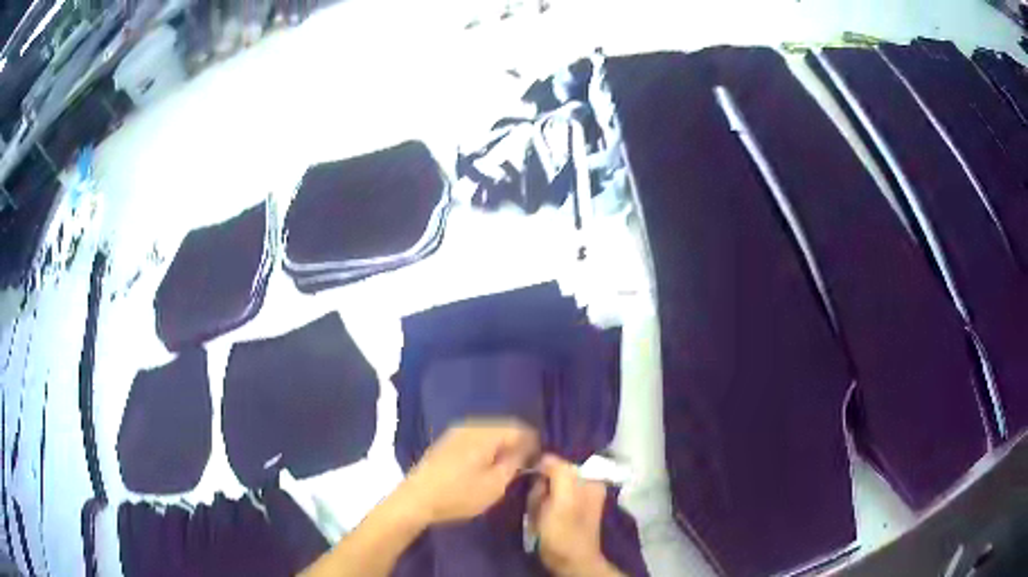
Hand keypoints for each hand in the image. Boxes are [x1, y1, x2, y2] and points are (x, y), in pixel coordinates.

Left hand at [398, 419, 538, 525]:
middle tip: (525, 463)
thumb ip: (514, 463)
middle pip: (503, 426)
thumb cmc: (459, 494)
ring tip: (507, 465)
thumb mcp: (495, 485)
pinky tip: (486, 464)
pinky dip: (486, 446)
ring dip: (501, 444)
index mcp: (485, 434)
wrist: (416, 499)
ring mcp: (456, 432)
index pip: (518, 428)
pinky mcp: (446, 441)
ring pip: (488, 431)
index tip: (538, 459)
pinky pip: (475, 437)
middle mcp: (471, 425)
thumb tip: (526, 450)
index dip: (533, 442)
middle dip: (517, 441)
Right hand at [528, 455, 623, 576]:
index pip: (558, 461)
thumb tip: (544, 456)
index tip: (533, 484)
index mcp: (590, 479)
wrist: (569, 561)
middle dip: (540, 489)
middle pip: (550, 475)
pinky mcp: (563, 511)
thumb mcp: (563, 499)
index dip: (541, 471)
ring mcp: (573, 498)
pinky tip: (540, 519)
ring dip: (537, 500)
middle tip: (539, 504)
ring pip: (544, 489)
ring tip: (539, 514)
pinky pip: (544, 501)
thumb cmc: (565, 531)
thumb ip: (558, 472)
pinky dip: (538, 508)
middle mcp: (585, 484)